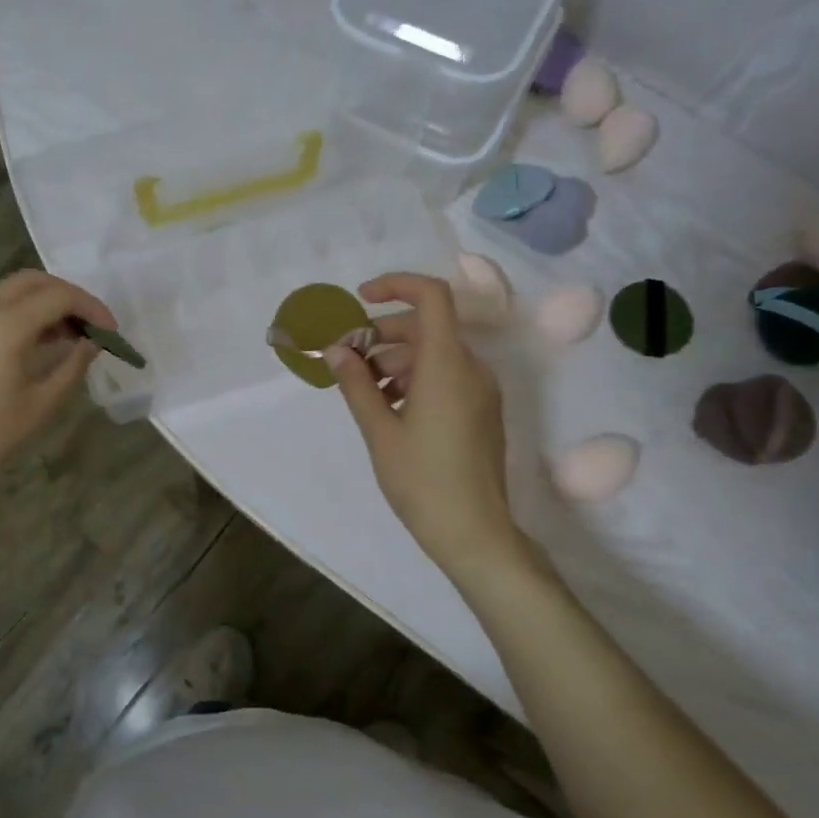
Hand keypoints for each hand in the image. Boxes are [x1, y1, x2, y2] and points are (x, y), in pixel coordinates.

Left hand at [0, 270, 114, 510]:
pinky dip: (15, 314)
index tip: (110, 331)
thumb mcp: (42, 404)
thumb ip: (72, 365)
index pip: (58, 297)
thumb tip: (90, 343)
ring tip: (64, 335)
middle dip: (66, 295)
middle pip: (31, 281)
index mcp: (4, 326)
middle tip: (89, 323)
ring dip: (40, 303)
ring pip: (7, 292)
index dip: (91, 308)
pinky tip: (29, 344)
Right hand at [327, 273, 517, 573]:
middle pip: (427, 327)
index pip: (432, 296)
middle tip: (347, 358)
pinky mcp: (481, 411)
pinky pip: (447, 377)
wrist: (473, 531)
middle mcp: (471, 368)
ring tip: (364, 389)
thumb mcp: (380, 431)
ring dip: (396, 359)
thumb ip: (357, 384)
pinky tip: (389, 407)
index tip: (361, 300)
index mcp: (447, 365)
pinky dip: (415, 379)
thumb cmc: (421, 480)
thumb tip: (336, 350)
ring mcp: (481, 390)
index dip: (396, 285)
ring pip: (435, 354)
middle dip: (383, 334)